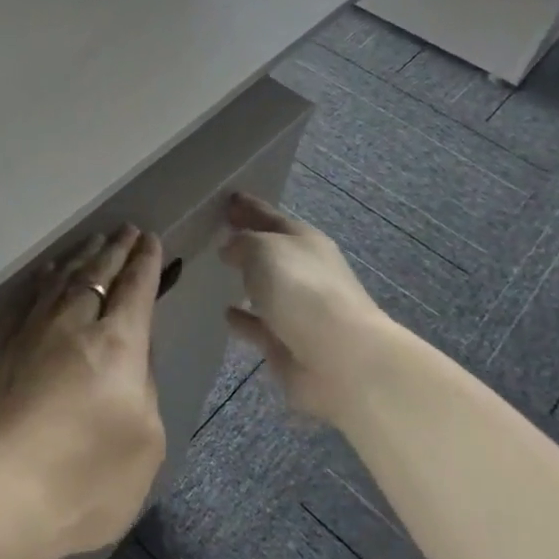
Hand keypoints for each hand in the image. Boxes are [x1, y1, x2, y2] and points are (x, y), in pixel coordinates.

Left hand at [0, 226, 165, 558]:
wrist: (0, 496)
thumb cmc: (87, 479)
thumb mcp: (145, 442)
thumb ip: (144, 388)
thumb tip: (133, 355)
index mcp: (117, 344)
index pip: (135, 289)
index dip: (145, 262)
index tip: (150, 239)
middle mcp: (73, 325)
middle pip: (98, 274)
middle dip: (116, 250)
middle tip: (126, 230)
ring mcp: (31, 334)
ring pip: (60, 280)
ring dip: (81, 258)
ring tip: (93, 242)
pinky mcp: (0, 351)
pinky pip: (26, 300)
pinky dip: (42, 282)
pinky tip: (46, 275)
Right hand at [219, 193, 399, 427]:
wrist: (341, 359)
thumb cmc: (302, 290)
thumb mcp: (264, 250)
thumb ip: (242, 243)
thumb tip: (230, 248)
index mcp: (304, 241)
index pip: (271, 217)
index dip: (249, 208)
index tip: (227, 199)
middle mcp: (304, 271)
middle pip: (270, 251)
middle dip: (247, 243)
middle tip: (217, 234)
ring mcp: (298, 309)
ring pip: (265, 289)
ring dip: (247, 281)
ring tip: (217, 273)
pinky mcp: (287, 343)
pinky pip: (258, 325)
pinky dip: (244, 319)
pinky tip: (225, 313)